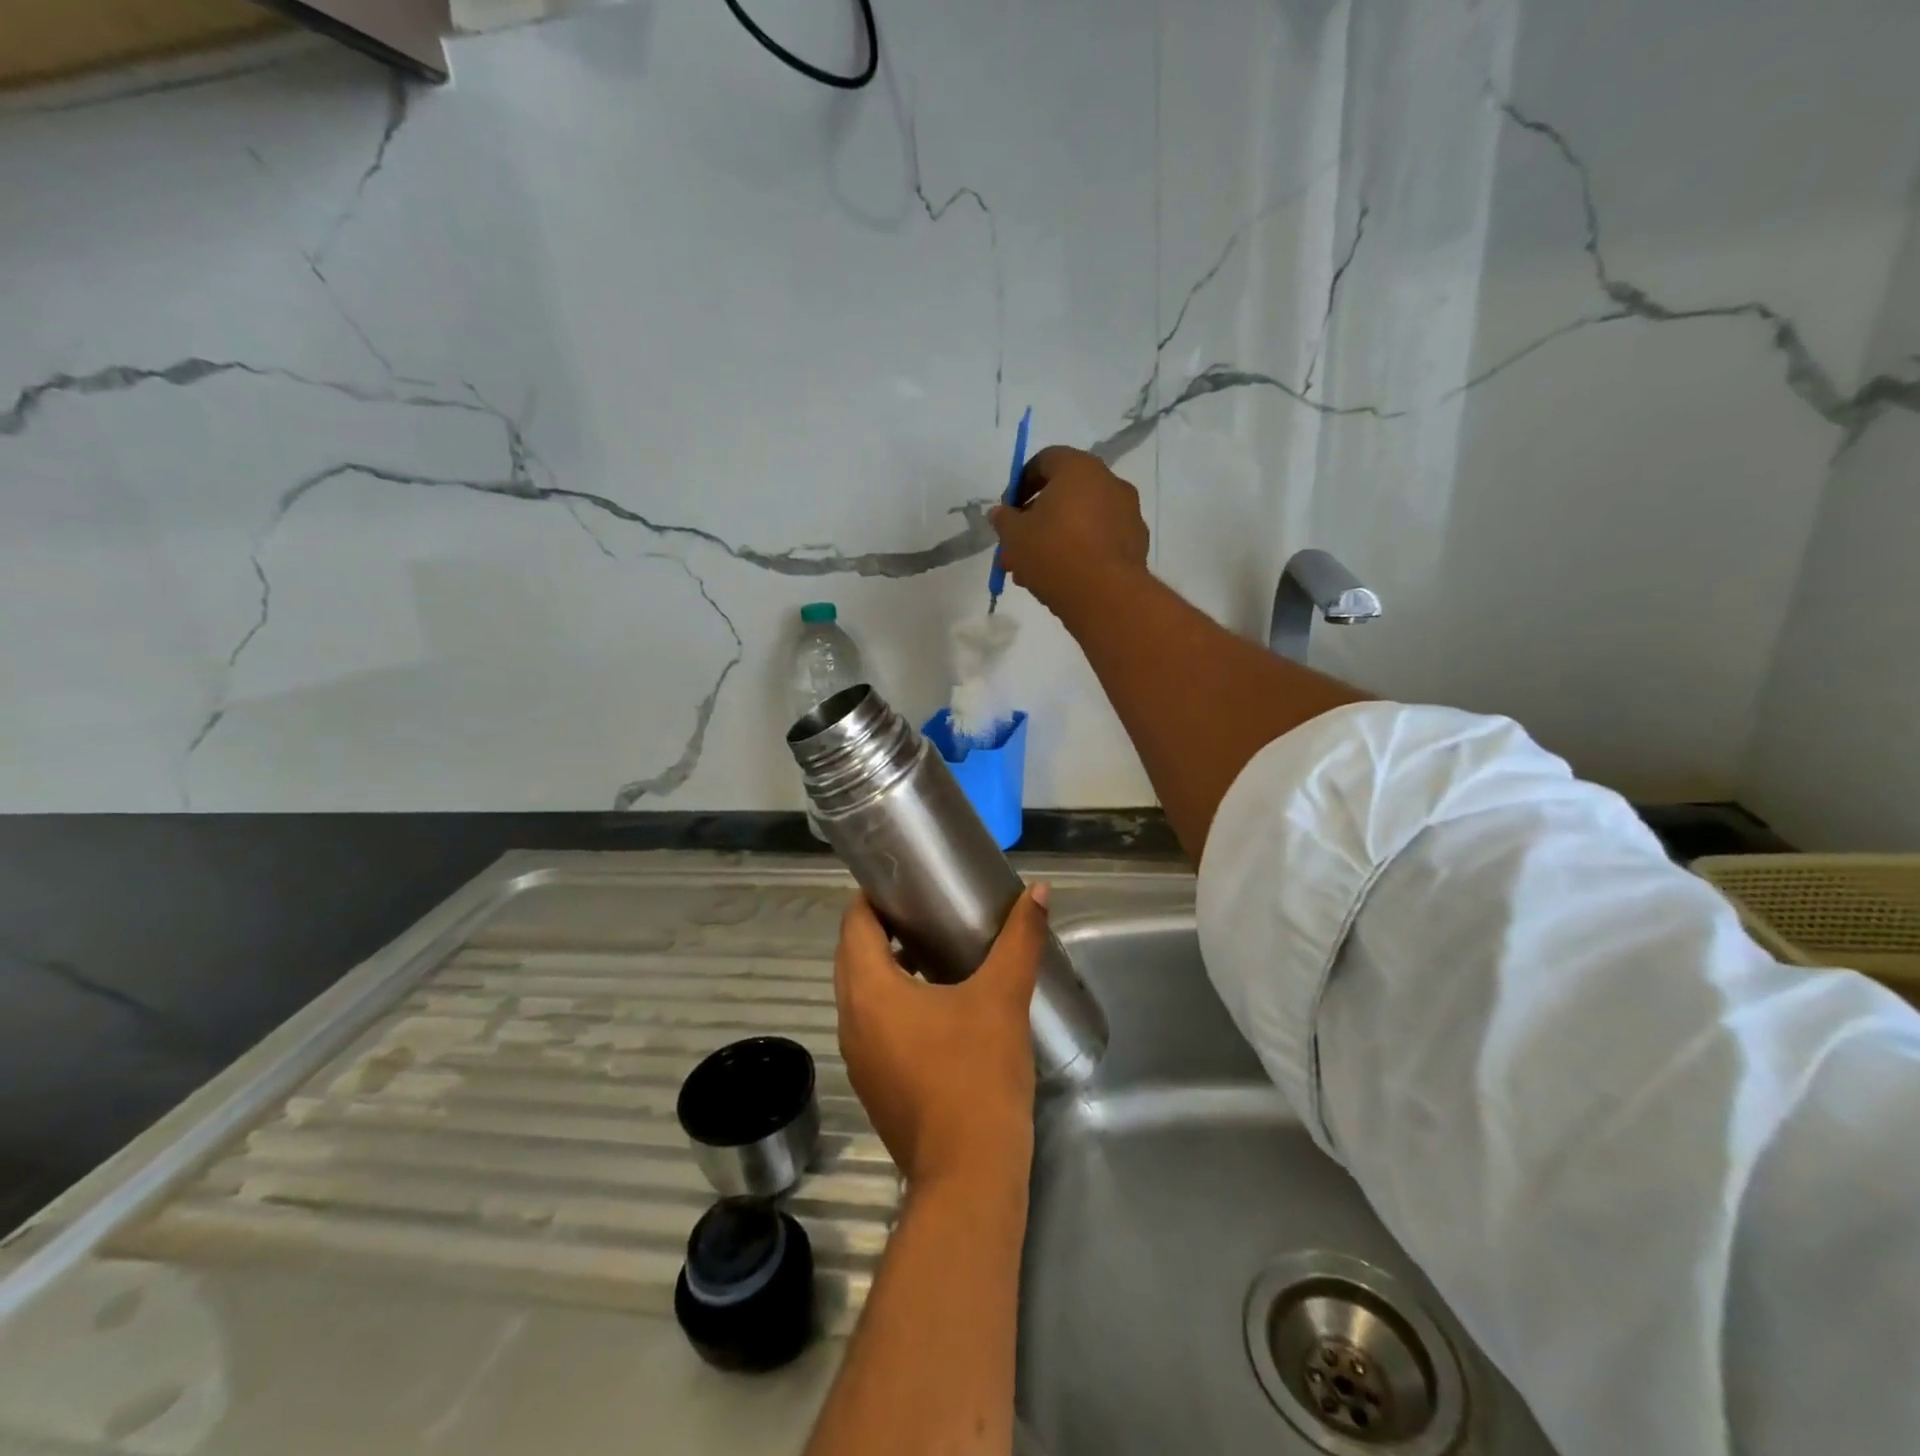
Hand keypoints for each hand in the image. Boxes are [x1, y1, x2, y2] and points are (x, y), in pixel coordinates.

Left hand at [833, 885, 1049, 1190]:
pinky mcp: (874, 1084)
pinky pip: (872, 1024)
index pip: (854, 924)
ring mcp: (858, 1057)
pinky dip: (891, 1001)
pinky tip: (936, 1004)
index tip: (904, 880)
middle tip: (924, 908)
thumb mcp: (1002, 999)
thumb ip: (1018, 941)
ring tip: (932, 948)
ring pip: (861, 993)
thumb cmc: (977, 1075)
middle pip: (853, 956)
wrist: (969, 1176)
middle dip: (881, 927)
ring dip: (886, 966)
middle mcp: (851, 1020)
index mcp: (869, 992)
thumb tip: (1037, 891)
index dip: (873, 896)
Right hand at [988, 446, 1150, 616]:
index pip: (1044, 461)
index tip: (1007, 512)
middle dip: (1035, 521)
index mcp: (1079, 468)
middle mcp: (1109, 482)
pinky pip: (1099, 540)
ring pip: (1080, 521)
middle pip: (1063, 495)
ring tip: (1030, 572)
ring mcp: (1127, 513)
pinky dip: (1079, 552)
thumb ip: (1004, 520)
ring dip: (1054, 540)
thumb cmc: (1054, 554)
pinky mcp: (1136, 543)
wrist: (1106, 596)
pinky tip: (1060, 578)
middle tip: (1015, 548)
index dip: (1020, 484)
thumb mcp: (1015, 536)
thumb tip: (1000, 513)